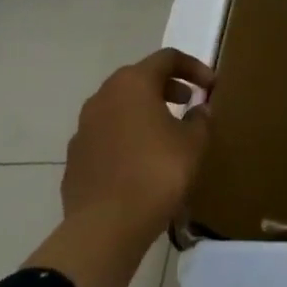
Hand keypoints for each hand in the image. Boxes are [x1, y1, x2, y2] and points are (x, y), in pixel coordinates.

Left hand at [25, 47, 214, 286]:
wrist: (105, 227)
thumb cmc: (156, 173)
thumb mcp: (193, 143)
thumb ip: (199, 118)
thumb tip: (197, 110)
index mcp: (133, 83)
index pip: (167, 58)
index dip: (194, 67)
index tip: (210, 86)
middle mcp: (103, 96)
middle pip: (139, 78)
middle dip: (166, 86)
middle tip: (188, 102)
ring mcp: (84, 127)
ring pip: (119, 106)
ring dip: (144, 111)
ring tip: (166, 133)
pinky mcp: (75, 157)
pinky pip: (106, 135)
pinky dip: (126, 137)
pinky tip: (140, 161)